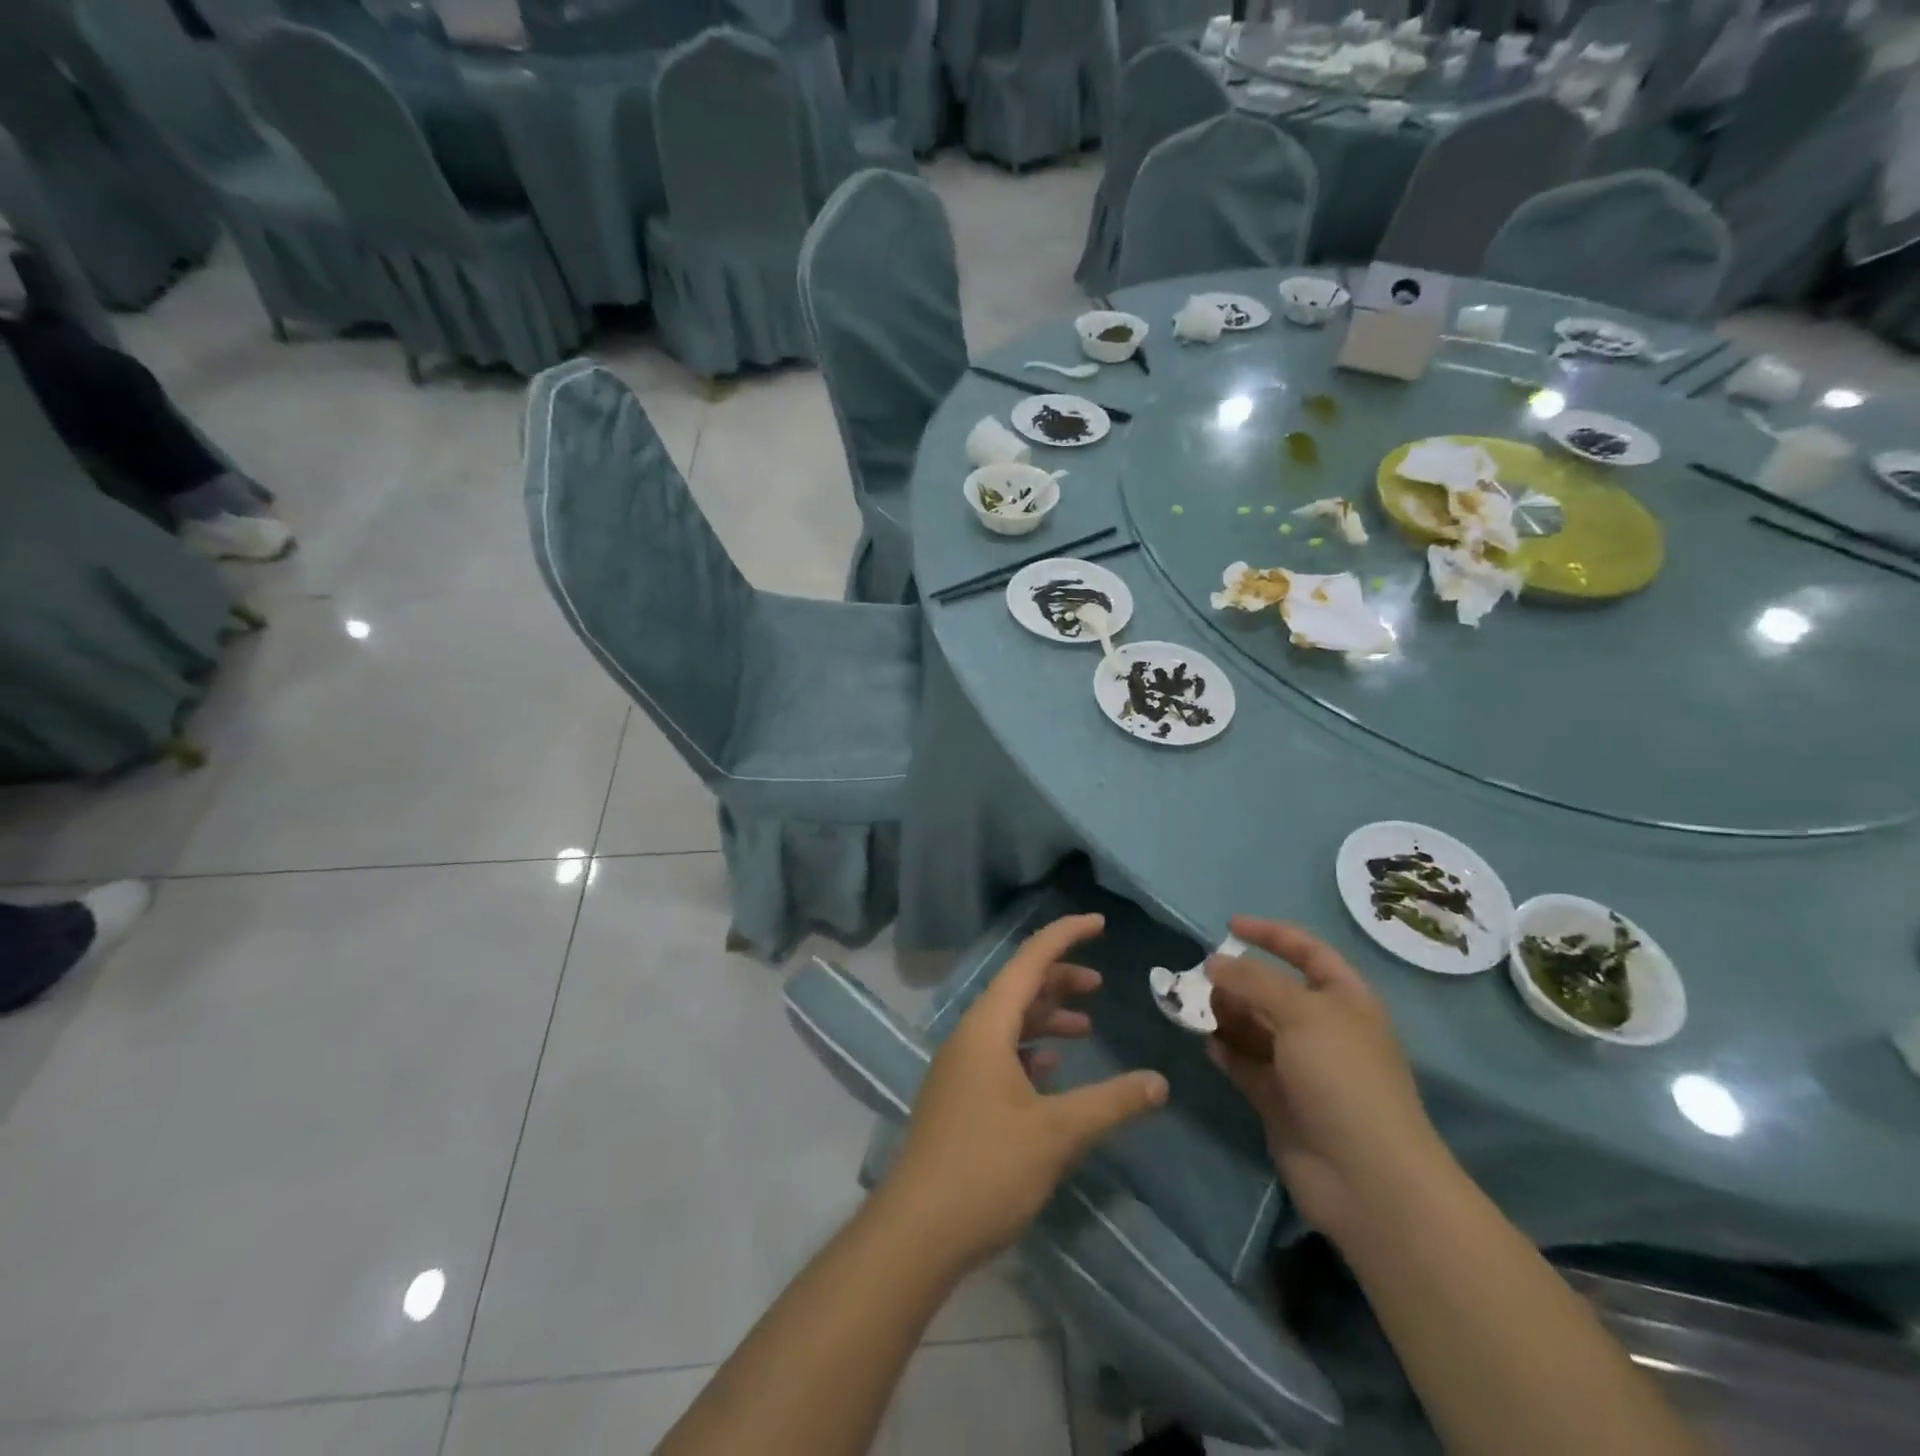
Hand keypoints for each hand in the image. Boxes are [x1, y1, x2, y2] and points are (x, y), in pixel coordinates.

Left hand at [883, 914, 1168, 1271]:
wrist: (918, 1230)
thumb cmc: (987, 1168)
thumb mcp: (1057, 1133)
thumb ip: (1111, 1102)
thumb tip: (1160, 1082)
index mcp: (988, 1026)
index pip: (1028, 960)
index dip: (1064, 936)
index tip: (1098, 922)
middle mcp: (970, 1035)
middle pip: (1018, 989)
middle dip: (1059, 980)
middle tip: (1100, 984)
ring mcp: (961, 1067)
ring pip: (1010, 1023)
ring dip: (1047, 1018)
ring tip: (1087, 1025)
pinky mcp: (960, 1097)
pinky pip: (1000, 1054)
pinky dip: (1031, 1051)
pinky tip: (1053, 1070)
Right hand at [1207, 916, 1447, 1240]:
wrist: (1366, 1178)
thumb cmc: (1342, 1077)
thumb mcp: (1301, 1012)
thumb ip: (1253, 981)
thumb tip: (1214, 963)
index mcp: (1345, 1001)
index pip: (1307, 952)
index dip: (1271, 935)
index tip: (1228, 926)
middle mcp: (1324, 1030)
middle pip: (1274, 991)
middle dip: (1239, 980)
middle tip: (1201, 979)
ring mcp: (1302, 1068)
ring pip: (1256, 1027)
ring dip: (1227, 1014)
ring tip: (1198, 1009)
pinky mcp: (1280, 1101)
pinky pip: (1246, 1064)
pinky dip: (1227, 1051)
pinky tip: (1207, 1043)